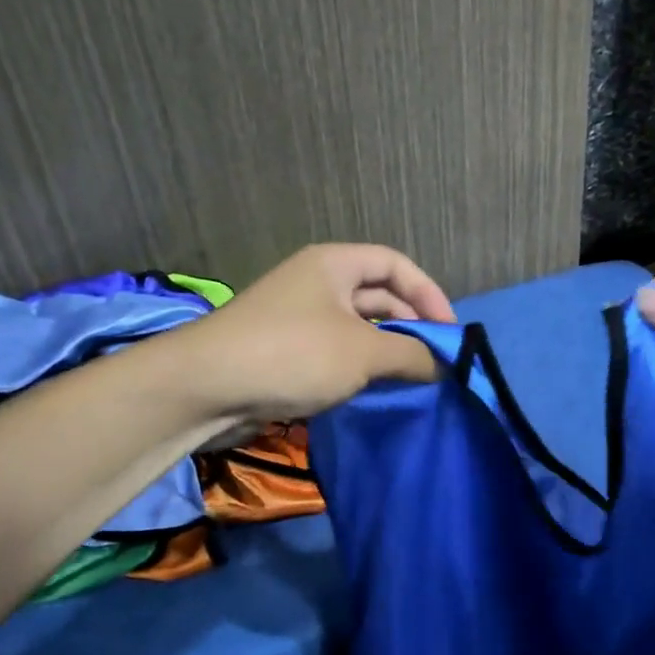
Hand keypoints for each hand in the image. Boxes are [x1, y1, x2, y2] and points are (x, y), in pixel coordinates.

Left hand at [184, 244, 454, 423]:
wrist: (204, 388)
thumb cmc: (292, 354)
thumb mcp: (363, 352)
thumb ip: (412, 354)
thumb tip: (444, 365)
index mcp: (335, 264)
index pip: (397, 265)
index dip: (429, 294)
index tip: (450, 333)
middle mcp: (318, 282)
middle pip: (379, 295)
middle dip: (410, 325)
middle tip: (436, 361)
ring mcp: (300, 317)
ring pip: (359, 327)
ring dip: (387, 350)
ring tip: (412, 379)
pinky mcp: (286, 350)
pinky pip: (336, 351)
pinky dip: (360, 367)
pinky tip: (376, 390)